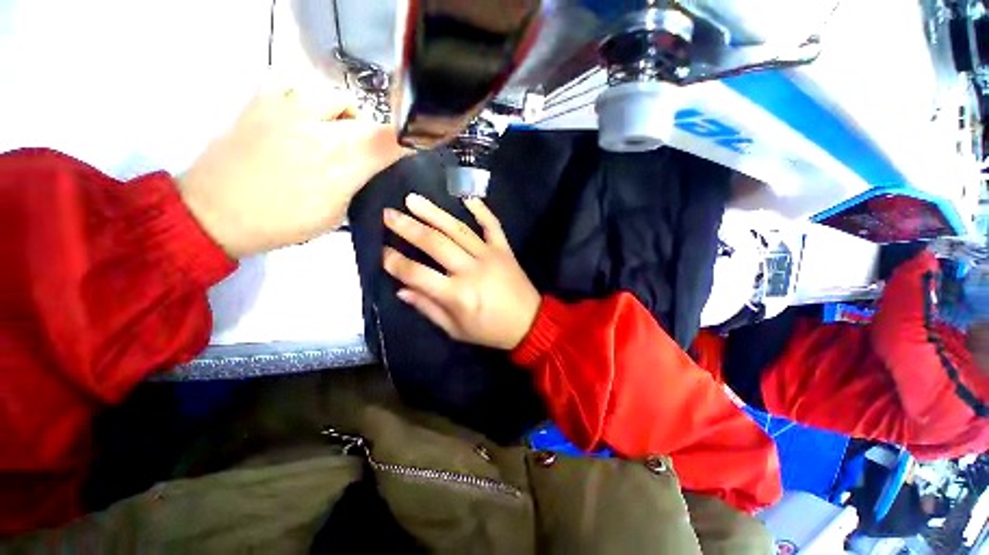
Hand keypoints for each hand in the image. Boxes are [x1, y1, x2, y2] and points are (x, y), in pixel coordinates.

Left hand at [178, 78, 408, 257]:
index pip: (388, 143)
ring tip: (334, 132)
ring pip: (335, 95)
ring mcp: (287, 109)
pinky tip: (301, 118)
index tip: (410, 150)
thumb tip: (371, 169)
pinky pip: (294, 84)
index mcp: (340, 166)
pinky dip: (306, 99)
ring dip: (344, 115)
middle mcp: (319, 130)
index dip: (406, 143)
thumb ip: (357, 186)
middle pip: (368, 119)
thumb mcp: (335, 215)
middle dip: (376, 136)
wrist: (215, 212)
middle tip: (366, 154)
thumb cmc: (281, 223)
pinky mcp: (260, 101)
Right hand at [382, 194, 541, 350]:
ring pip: (458, 229)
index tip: (382, 252)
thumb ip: (428, 308)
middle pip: (435, 243)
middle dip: (408, 228)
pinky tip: (466, 197)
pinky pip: (492, 225)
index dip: (396, 262)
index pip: (417, 273)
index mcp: (457, 295)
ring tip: (413, 200)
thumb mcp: (456, 330)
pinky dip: (481, 210)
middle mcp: (471, 270)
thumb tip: (402, 289)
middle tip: (389, 214)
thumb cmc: (490, 331)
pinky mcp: (504, 249)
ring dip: (434, 213)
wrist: (530, 323)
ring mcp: (490, 255)